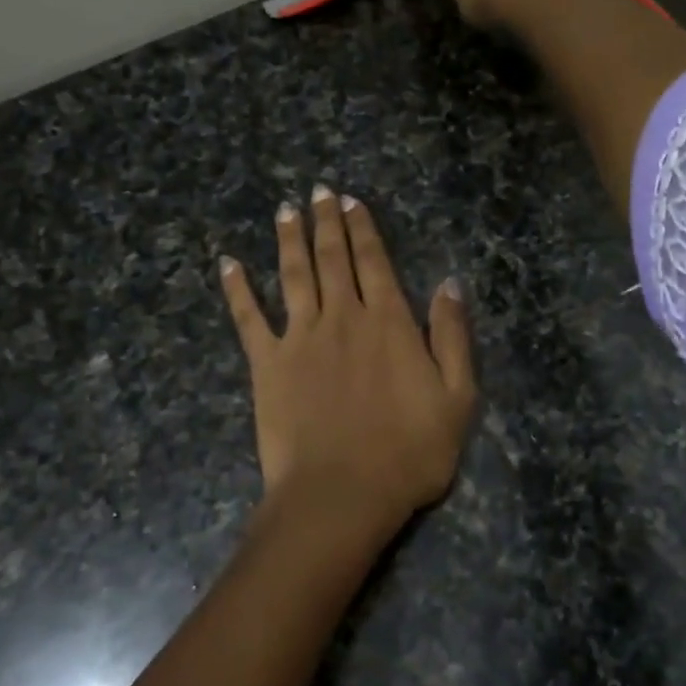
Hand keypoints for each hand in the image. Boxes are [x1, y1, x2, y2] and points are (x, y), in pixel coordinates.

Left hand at [220, 186, 476, 554]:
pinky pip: (248, 318)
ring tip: (285, 210)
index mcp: (388, 322)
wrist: (342, 494)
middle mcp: (342, 317)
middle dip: (326, 222)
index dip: (363, 228)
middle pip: (332, 258)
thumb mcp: (457, 397)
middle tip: (317, 191)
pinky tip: (228, 263)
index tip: (350, 201)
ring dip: (288, 240)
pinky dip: (237, 289)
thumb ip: (451, 336)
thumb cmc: (409, 452)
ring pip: (293, 275)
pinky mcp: (267, 364)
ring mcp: (300, 338)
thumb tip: (449, 283)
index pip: (374, 262)